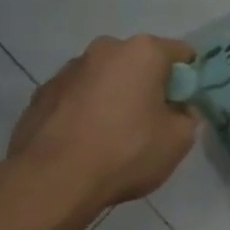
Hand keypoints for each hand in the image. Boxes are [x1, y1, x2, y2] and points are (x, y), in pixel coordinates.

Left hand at [4, 35, 199, 211]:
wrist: (52, 180)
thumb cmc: (126, 152)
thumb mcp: (179, 140)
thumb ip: (187, 116)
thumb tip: (178, 110)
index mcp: (143, 52)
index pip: (181, 53)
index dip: (188, 79)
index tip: (184, 106)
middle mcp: (104, 49)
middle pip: (139, 62)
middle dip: (148, 85)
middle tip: (151, 122)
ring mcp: (68, 70)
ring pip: (105, 78)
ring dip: (114, 96)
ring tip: (112, 135)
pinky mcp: (41, 93)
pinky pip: (76, 96)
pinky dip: (85, 111)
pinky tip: (84, 141)